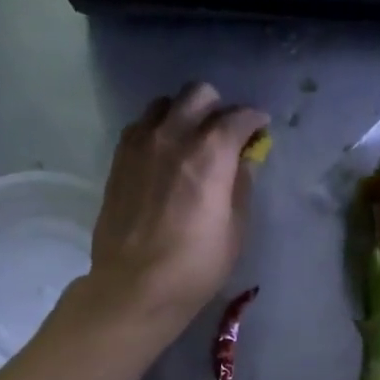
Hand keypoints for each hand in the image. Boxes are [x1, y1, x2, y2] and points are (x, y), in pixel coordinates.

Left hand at [78, 83, 268, 340]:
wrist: (135, 286)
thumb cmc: (196, 265)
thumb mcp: (236, 229)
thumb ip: (241, 185)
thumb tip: (243, 160)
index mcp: (210, 153)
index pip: (238, 116)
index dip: (254, 120)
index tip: (260, 130)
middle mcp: (174, 136)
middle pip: (198, 94)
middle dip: (218, 107)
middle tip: (225, 132)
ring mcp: (141, 144)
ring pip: (165, 104)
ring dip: (184, 114)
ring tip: (190, 139)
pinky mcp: (119, 159)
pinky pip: (141, 126)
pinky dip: (158, 130)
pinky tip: (164, 154)